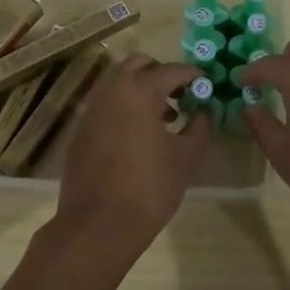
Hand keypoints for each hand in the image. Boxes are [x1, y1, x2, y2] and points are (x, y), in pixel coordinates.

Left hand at [55, 53, 209, 252]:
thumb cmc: (148, 189)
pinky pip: (106, 102)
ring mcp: (91, 108)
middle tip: (183, 95)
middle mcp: (111, 90)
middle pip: (139, 64)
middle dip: (163, 73)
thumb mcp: (185, 158)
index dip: (194, 75)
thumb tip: (204, 111)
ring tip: (165, 117)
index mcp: (138, 91)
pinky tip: (139, 134)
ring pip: (119, 81)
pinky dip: (125, 105)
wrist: (96, 226)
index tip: (208, 85)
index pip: (172, 70)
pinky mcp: (81, 128)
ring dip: (142, 88)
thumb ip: (199, 127)